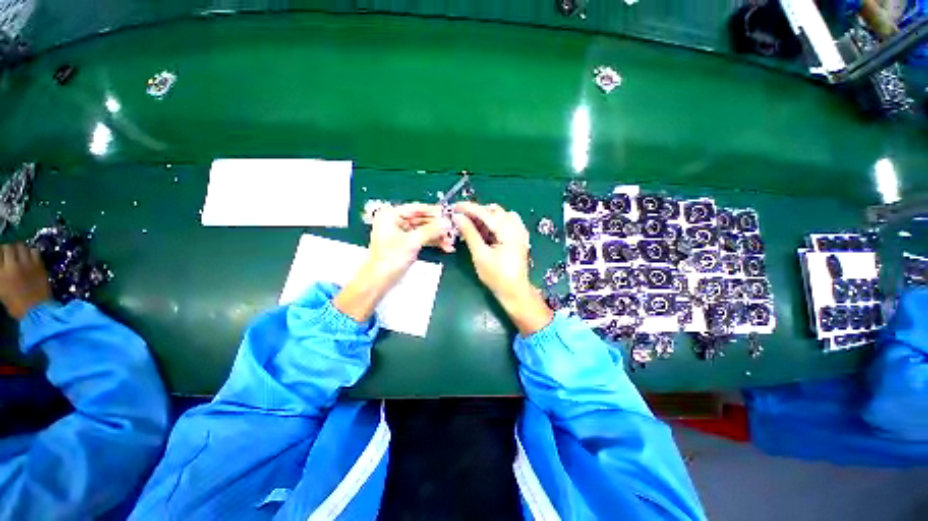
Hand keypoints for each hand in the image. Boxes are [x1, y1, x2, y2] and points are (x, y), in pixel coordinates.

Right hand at [0, 243, 51, 319]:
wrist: (36, 310)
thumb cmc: (16, 304)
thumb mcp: (1, 289)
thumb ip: (1, 273)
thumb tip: (2, 266)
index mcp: (0, 272)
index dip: (1, 252)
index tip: (2, 255)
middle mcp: (12, 264)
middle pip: (9, 247)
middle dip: (9, 248)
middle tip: (10, 253)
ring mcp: (27, 263)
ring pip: (22, 246)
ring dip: (20, 249)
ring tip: (20, 254)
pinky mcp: (39, 265)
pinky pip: (35, 251)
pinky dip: (32, 252)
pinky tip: (30, 257)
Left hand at [334, 204, 453, 321]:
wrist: (379, 281)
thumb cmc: (390, 259)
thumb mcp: (412, 242)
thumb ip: (431, 230)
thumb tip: (447, 222)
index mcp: (391, 215)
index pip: (416, 208)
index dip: (434, 211)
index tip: (449, 214)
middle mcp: (395, 221)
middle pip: (422, 220)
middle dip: (438, 227)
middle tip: (453, 230)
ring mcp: (401, 233)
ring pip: (424, 230)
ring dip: (438, 236)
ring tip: (451, 243)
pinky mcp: (406, 244)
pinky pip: (422, 239)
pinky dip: (433, 242)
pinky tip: (445, 247)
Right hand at [453, 202, 552, 335]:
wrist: (515, 291)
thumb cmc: (497, 276)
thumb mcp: (480, 255)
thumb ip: (469, 233)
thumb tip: (457, 217)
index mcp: (508, 230)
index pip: (485, 212)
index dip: (468, 208)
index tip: (454, 206)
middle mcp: (516, 226)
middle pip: (494, 211)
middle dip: (476, 212)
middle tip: (460, 219)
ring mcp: (519, 231)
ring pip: (500, 215)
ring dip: (484, 217)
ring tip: (471, 226)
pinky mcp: (518, 237)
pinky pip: (505, 222)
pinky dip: (493, 223)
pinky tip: (484, 232)